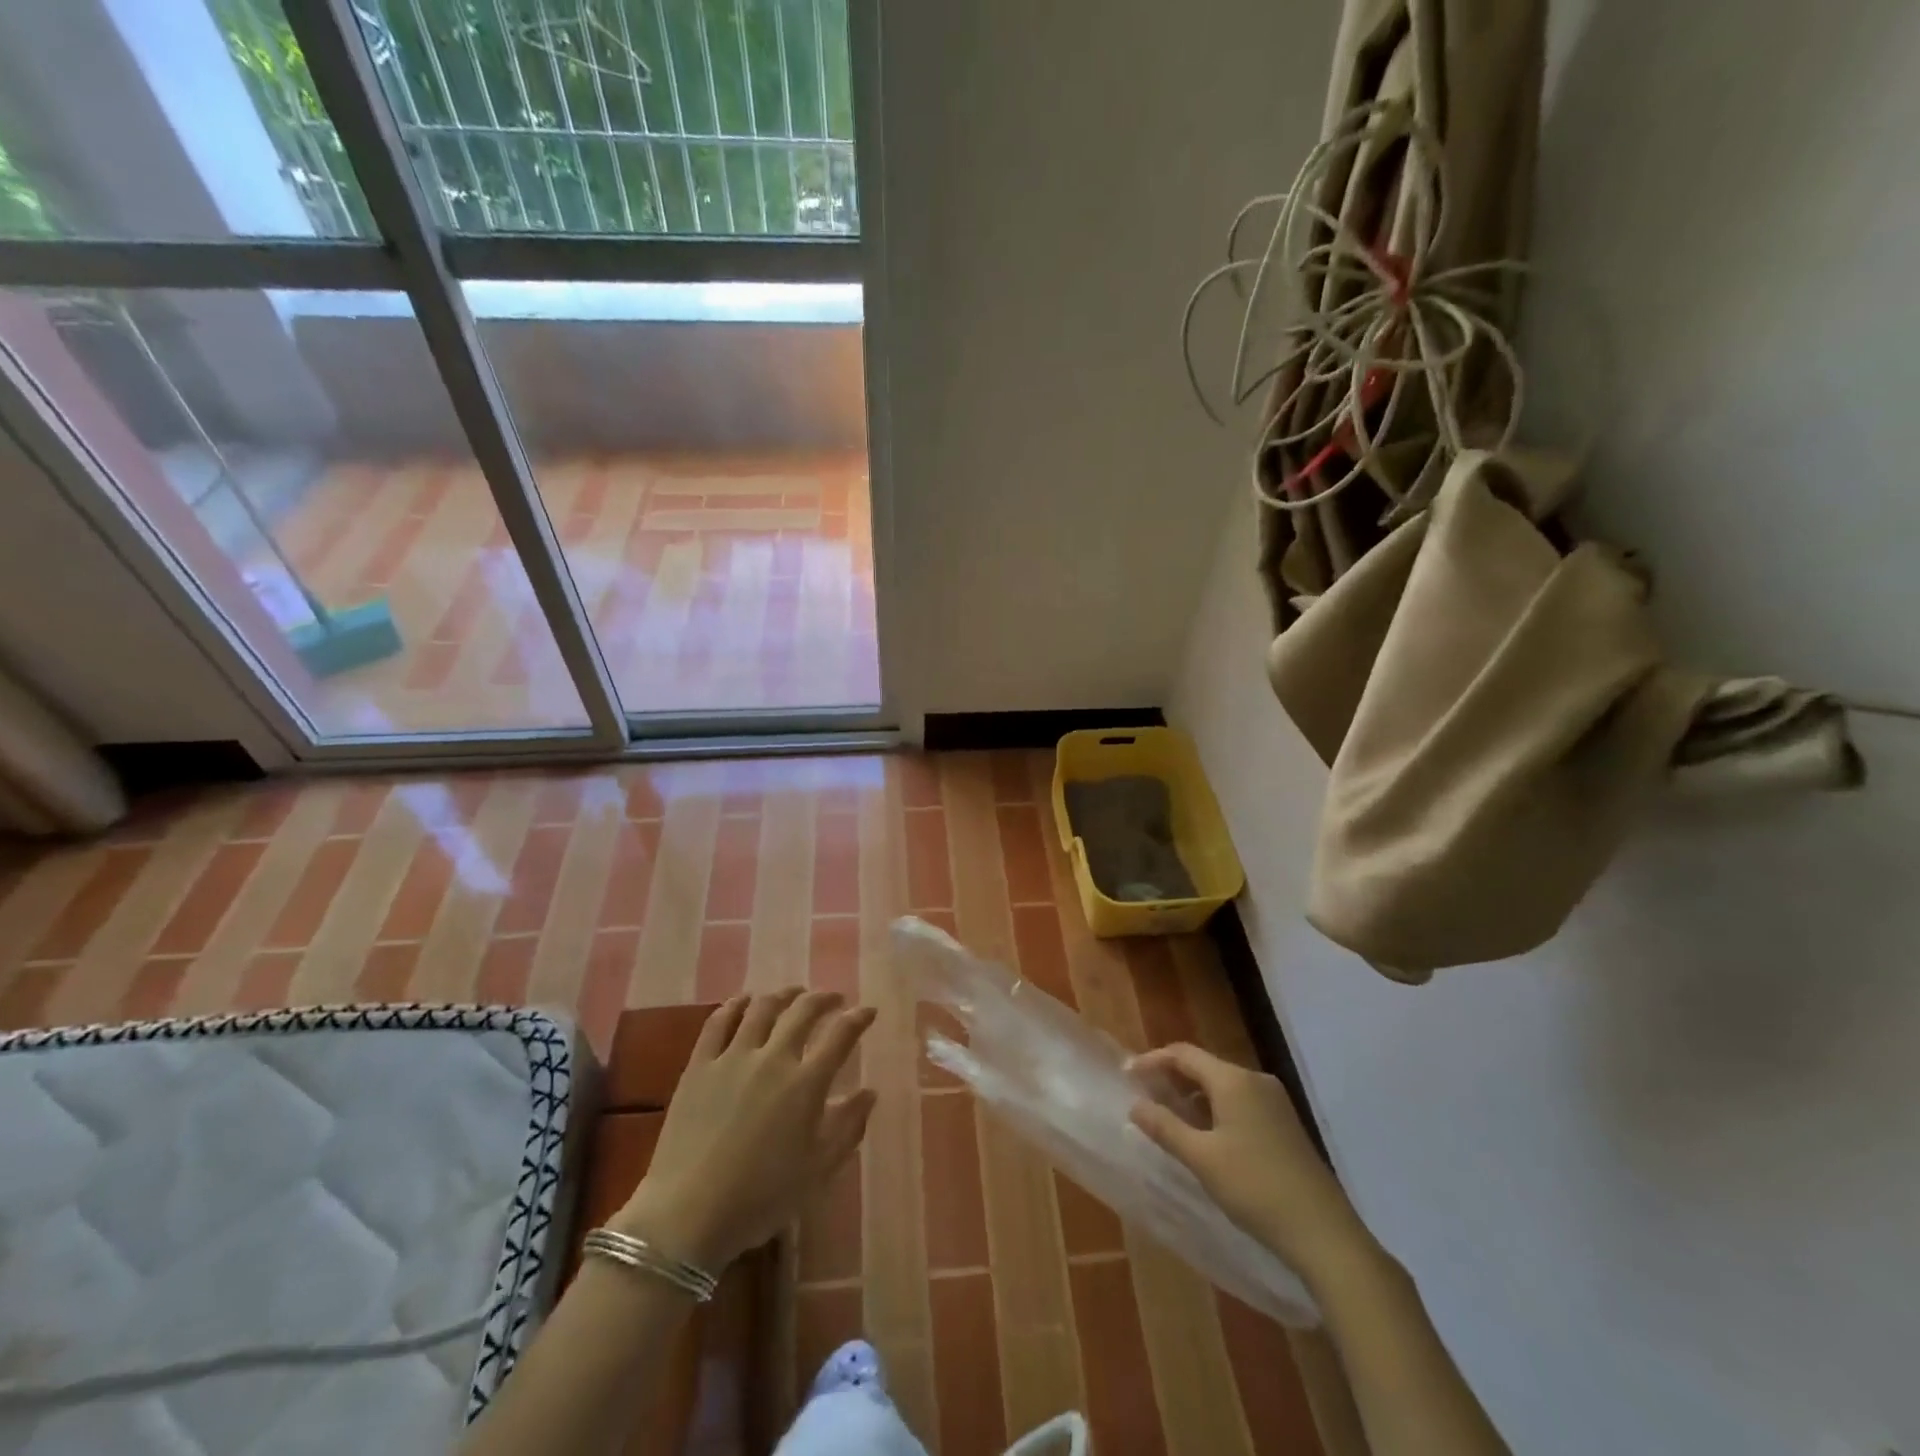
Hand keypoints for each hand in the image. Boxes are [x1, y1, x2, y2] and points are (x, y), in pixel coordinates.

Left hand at [614, 990, 876, 1270]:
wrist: (688, 1214)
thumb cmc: (761, 1198)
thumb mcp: (817, 1170)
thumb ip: (848, 1127)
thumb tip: (869, 1092)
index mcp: (806, 1084)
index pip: (840, 1035)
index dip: (858, 1018)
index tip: (868, 1010)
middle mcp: (773, 1058)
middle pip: (802, 1011)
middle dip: (823, 998)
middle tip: (833, 999)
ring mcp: (733, 1058)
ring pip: (762, 1008)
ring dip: (783, 995)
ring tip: (792, 994)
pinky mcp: (699, 1065)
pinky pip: (718, 1022)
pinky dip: (734, 1005)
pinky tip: (743, 1001)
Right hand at [1129, 1042, 1374, 1286]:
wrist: (1324, 1233)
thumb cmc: (1256, 1188)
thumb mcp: (1202, 1159)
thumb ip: (1165, 1128)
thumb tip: (1135, 1106)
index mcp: (1234, 1080)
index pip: (1184, 1054)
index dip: (1152, 1060)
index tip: (1127, 1076)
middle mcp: (1255, 1080)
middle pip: (1204, 1066)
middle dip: (1171, 1077)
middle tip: (1144, 1096)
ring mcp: (1274, 1102)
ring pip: (1222, 1085)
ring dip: (1193, 1095)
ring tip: (1168, 1116)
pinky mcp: (1284, 1124)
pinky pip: (1239, 1101)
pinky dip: (1214, 1108)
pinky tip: (1204, 1135)